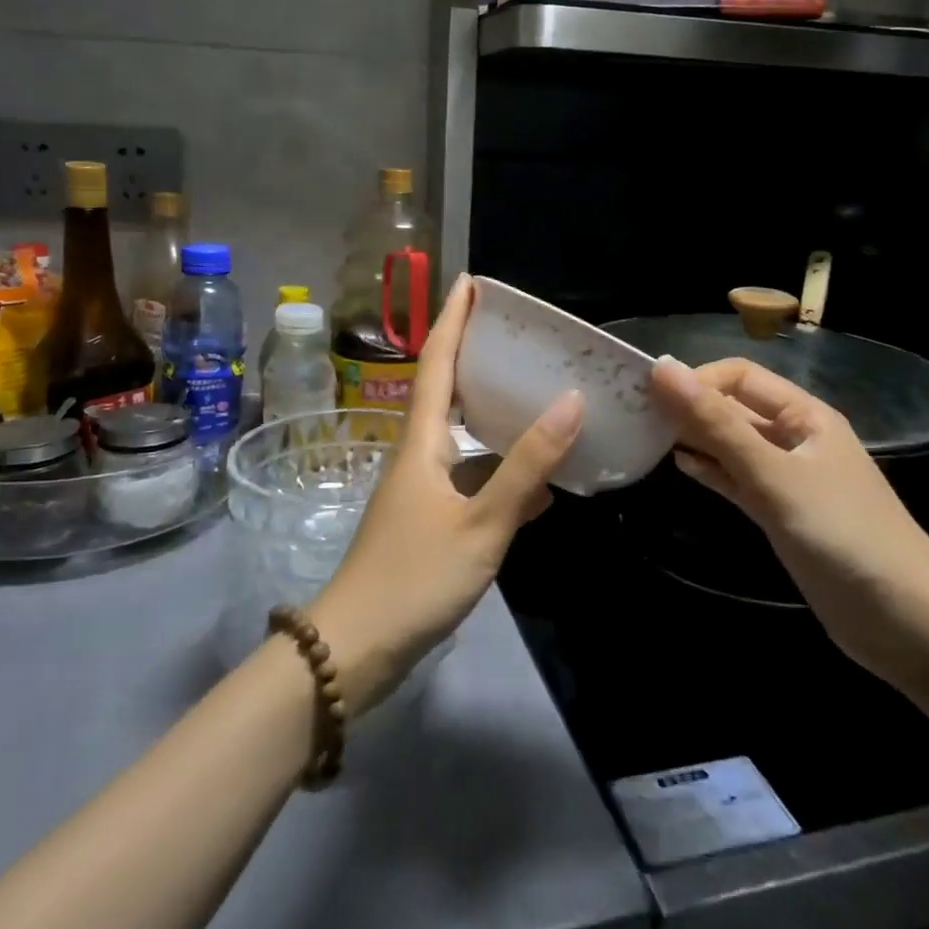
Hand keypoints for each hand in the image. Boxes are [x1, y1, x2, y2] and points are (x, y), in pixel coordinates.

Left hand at [308, 276, 584, 713]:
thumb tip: (571, 402)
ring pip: (462, 436)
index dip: (453, 319)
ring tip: (534, 397)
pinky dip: (501, 471)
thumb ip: (527, 466)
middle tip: (516, 334)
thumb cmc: (415, 577)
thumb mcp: (482, 522)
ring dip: (493, 413)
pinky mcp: (428, 520)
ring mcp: (421, 488)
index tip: (471, 281)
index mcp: (422, 441)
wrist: (356, 647)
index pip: (438, 362)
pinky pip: (470, 478)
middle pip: (447, 390)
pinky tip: (537, 486)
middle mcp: (418, 454)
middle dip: (474, 355)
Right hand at [648, 356, 928, 681]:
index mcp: (804, 415)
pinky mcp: (783, 513)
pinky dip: (712, 470)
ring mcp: (789, 477)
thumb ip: (717, 425)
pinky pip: (739, 478)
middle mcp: (796, 438)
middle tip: (638, 417)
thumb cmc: (842, 535)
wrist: (906, 623)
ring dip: (696, 439)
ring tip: (650, 440)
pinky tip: (681, 467)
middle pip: (734, 408)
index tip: (649, 398)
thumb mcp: (773, 475)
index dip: (696, 380)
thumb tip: (662, 370)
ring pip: (733, 444)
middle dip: (691, 408)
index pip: (739, 377)